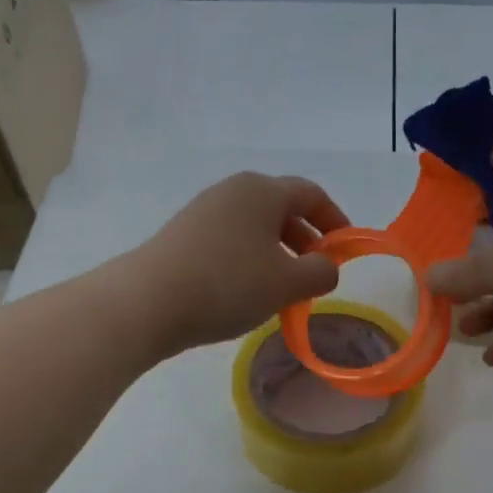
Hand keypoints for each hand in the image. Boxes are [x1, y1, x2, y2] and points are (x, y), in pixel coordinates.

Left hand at [128, 172, 347, 354]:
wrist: (147, 302)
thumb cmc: (228, 284)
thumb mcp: (287, 283)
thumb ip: (321, 272)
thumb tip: (327, 267)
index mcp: (262, 191)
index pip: (311, 194)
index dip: (335, 220)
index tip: (345, 250)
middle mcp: (233, 192)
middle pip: (282, 209)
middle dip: (306, 241)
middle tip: (315, 275)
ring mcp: (204, 212)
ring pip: (255, 228)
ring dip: (278, 254)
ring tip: (283, 290)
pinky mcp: (184, 236)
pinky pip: (231, 241)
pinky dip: (250, 261)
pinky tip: (247, 293)